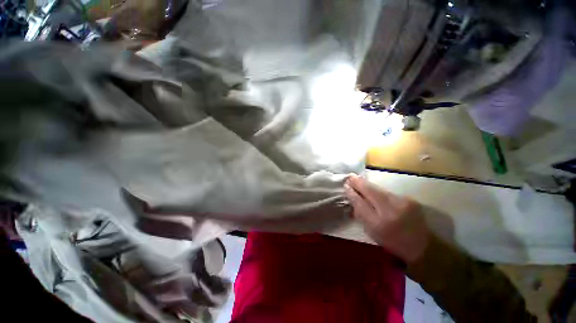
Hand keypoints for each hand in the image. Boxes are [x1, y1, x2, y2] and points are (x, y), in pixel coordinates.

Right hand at [344, 175, 429, 263]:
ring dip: (368, 185)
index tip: (346, 185)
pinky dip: (379, 191)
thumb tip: (352, 198)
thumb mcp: (372, 232)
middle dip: (359, 183)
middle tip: (350, 176)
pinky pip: (388, 192)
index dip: (352, 193)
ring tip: (358, 180)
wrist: (423, 247)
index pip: (361, 203)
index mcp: (379, 224)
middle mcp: (391, 212)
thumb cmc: (392, 242)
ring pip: (380, 190)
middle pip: (371, 192)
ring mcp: (403, 204)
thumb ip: (360, 214)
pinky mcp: (410, 200)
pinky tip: (375, 190)